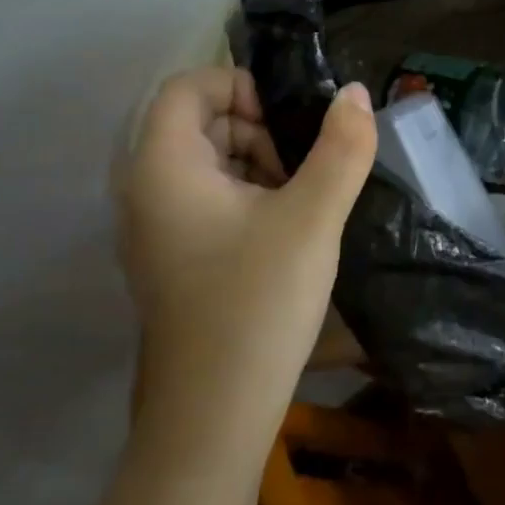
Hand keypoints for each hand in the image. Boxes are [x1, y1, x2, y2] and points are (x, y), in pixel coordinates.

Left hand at [116, 68, 376, 432]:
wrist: (213, 418)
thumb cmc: (256, 304)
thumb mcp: (312, 218)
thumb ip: (342, 148)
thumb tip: (357, 94)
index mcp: (164, 168)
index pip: (188, 87)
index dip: (241, 86)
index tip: (289, 121)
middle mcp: (146, 191)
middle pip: (199, 122)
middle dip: (258, 127)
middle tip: (304, 164)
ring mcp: (156, 230)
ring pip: (207, 162)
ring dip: (258, 162)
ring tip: (303, 199)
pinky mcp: (174, 259)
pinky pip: (208, 200)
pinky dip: (248, 196)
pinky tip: (286, 229)